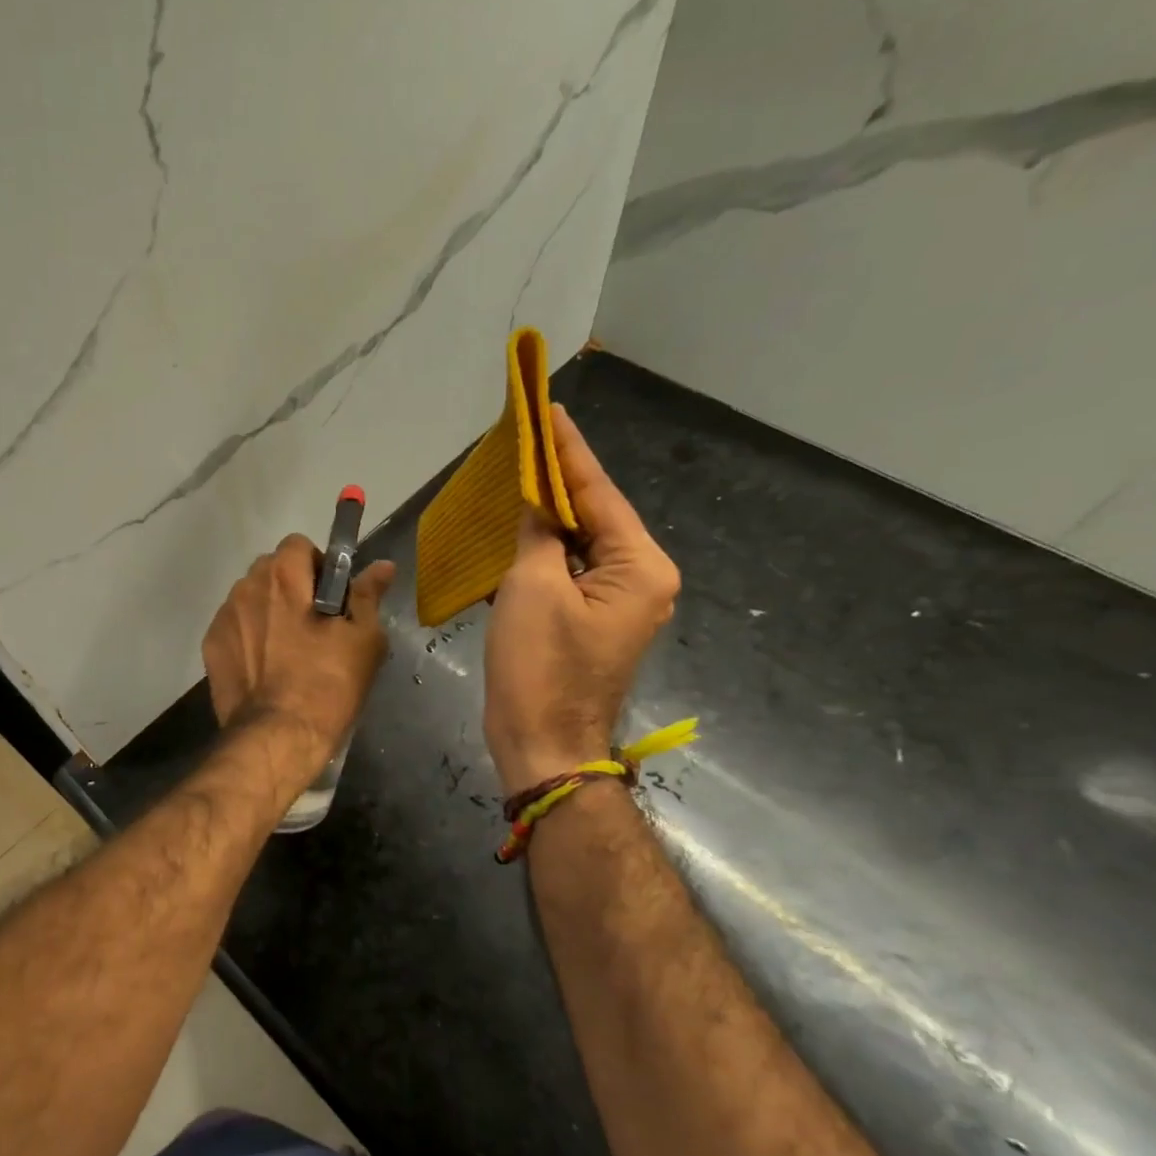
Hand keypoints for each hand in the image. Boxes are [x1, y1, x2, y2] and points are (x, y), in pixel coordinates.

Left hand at [202, 534, 395, 780]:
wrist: (275, 738)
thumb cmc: (327, 685)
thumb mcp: (363, 640)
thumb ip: (367, 596)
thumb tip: (382, 566)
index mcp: (283, 577)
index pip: (298, 545)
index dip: (318, 565)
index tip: (332, 596)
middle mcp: (246, 588)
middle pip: (270, 570)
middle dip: (291, 586)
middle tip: (315, 624)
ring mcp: (223, 618)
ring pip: (250, 598)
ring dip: (269, 610)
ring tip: (288, 649)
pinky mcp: (211, 648)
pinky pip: (235, 627)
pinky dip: (250, 635)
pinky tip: (265, 666)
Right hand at [484, 406, 679, 795]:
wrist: (542, 743)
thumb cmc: (538, 666)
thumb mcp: (531, 588)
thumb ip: (538, 534)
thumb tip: (536, 501)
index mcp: (640, 567)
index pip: (599, 494)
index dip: (569, 452)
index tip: (549, 412)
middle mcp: (640, 579)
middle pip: (595, 516)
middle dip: (558, 480)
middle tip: (528, 440)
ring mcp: (616, 603)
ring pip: (579, 544)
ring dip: (547, 516)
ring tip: (517, 476)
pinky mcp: (589, 620)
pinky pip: (567, 571)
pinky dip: (541, 550)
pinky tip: (515, 530)